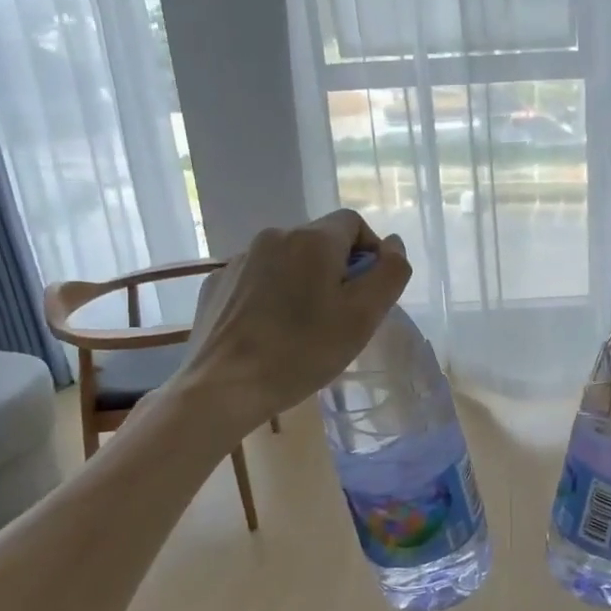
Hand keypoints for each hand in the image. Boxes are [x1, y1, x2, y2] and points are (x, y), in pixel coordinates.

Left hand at [172, 210, 411, 428]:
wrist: (222, 388)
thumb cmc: (303, 351)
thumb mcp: (364, 316)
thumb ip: (390, 273)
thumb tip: (394, 244)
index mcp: (312, 239)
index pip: (354, 222)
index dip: (370, 252)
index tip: (368, 293)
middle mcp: (273, 237)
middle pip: (320, 241)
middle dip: (337, 270)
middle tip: (340, 317)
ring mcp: (239, 260)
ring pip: (288, 260)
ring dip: (304, 283)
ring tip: (302, 328)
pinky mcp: (216, 285)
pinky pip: (258, 279)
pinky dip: (272, 295)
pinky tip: (269, 331)